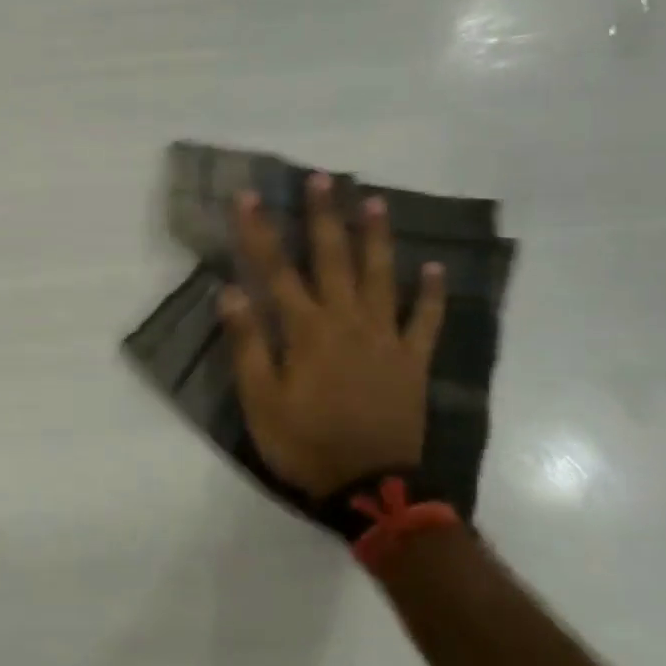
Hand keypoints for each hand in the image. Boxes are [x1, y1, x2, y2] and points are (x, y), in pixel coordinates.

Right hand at [220, 175, 445, 498]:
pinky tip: (435, 269)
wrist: (372, 486)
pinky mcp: (412, 361)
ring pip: (381, 278)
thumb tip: (229, 292)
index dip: (259, 232)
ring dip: (376, 239)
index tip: (249, 197)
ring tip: (374, 203)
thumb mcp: (260, 400)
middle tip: (322, 178)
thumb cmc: (305, 442)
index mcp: (306, 330)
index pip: (275, 270)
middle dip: (323, 217)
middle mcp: (347, 322)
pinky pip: (425, 321)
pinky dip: (432, 294)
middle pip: (333, 260)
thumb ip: (248, 344)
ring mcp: (385, 339)